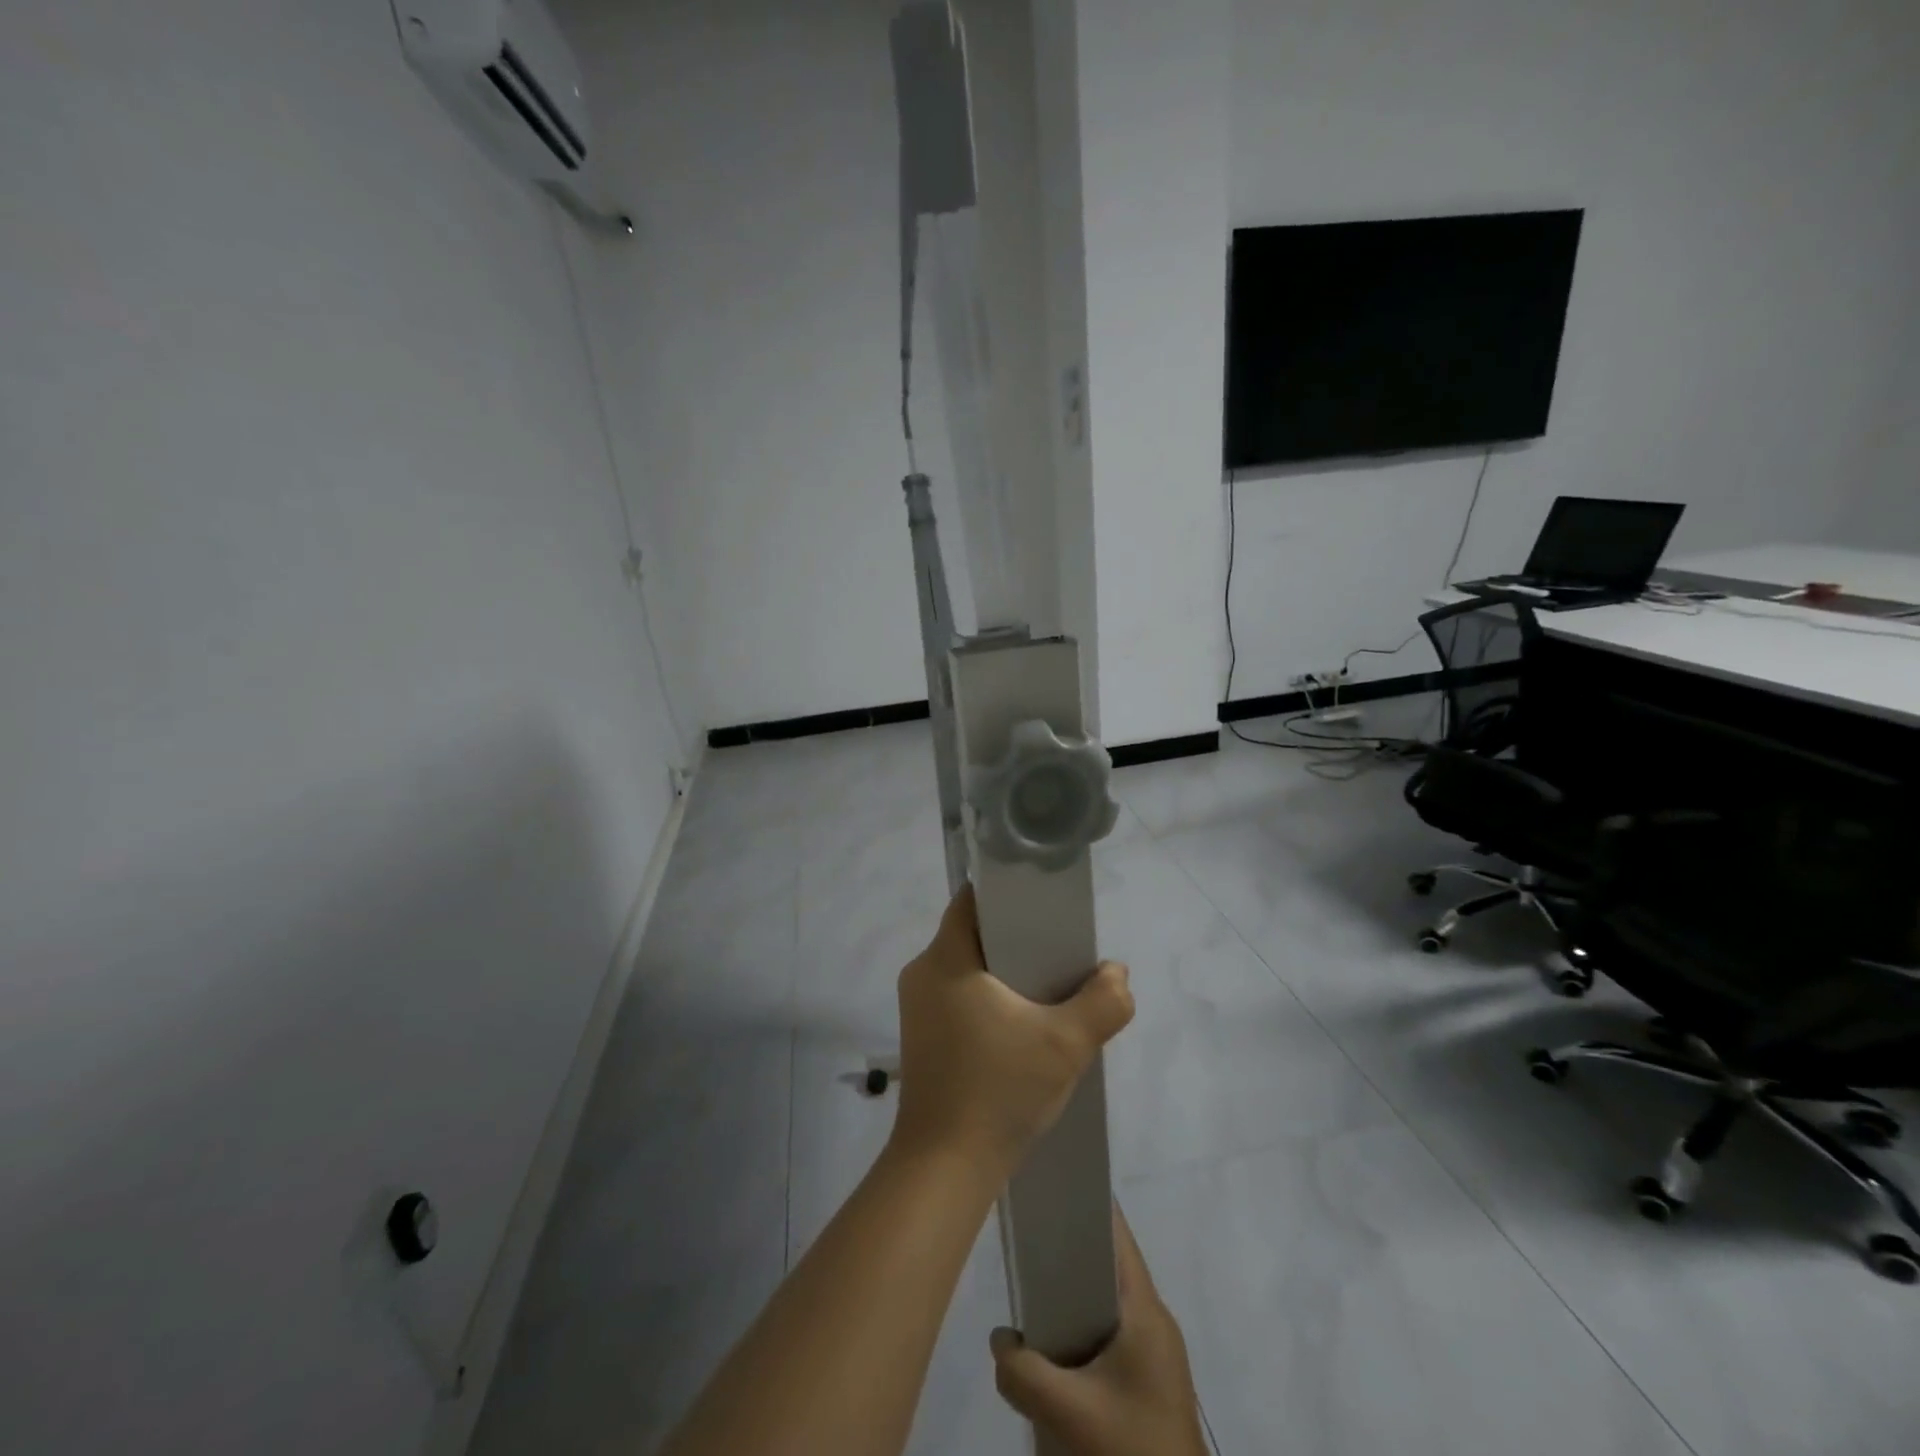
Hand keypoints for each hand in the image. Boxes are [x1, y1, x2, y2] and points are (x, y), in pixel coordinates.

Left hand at [892, 884, 1132, 1175]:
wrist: (945, 1168)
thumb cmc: (998, 1090)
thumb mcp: (1066, 1045)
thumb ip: (1103, 1002)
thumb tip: (1116, 973)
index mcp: (944, 959)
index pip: (972, 901)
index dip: (1009, 894)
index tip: (1045, 905)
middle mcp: (922, 974)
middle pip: (973, 934)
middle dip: (1016, 938)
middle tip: (1059, 949)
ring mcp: (917, 1008)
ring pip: (967, 968)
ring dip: (1005, 973)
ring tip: (1048, 988)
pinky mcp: (922, 1037)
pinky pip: (959, 997)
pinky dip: (990, 999)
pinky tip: (1022, 1024)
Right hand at [989, 1206, 1208, 1455]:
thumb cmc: (1132, 1448)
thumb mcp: (1068, 1412)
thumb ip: (1023, 1372)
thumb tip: (999, 1340)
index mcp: (1145, 1309)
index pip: (1116, 1234)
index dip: (1085, 1204)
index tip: (1050, 1185)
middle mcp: (1154, 1319)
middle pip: (1107, 1266)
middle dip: (1067, 1251)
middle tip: (1026, 1240)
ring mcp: (1154, 1352)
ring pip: (1106, 1304)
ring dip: (1072, 1297)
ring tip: (1030, 1291)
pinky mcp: (1149, 1381)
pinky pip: (1110, 1336)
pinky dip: (1080, 1330)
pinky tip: (1052, 1347)